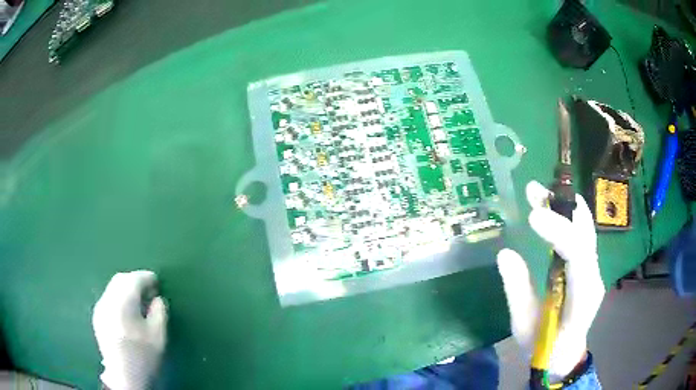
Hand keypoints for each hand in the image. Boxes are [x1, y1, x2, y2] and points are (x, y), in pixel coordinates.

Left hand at [93, 271, 166, 389]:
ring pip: (113, 288)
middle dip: (135, 280)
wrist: (124, 377)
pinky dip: (119, 297)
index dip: (147, 278)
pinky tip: (127, 311)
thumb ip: (159, 313)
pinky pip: (109, 298)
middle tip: (149, 291)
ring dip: (127, 289)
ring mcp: (100, 308)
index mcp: (123, 304)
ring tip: (139, 301)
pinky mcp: (97, 317)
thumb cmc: (144, 358)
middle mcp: (108, 301)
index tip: (157, 282)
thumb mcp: (158, 337)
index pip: (134, 280)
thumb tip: (157, 298)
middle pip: (121, 280)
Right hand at [496, 181, 604, 380]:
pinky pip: (582, 234)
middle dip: (561, 208)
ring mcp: (593, 269)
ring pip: (585, 228)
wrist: (564, 355)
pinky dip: (568, 215)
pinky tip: (553, 205)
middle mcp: (593, 276)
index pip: (577, 255)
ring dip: (564, 206)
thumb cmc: (543, 346)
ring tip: (539, 191)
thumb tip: (505, 254)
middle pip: (584, 233)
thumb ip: (518, 291)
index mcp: (581, 296)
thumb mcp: (524, 325)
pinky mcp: (588, 266)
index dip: (558, 231)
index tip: (532, 216)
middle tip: (533, 191)